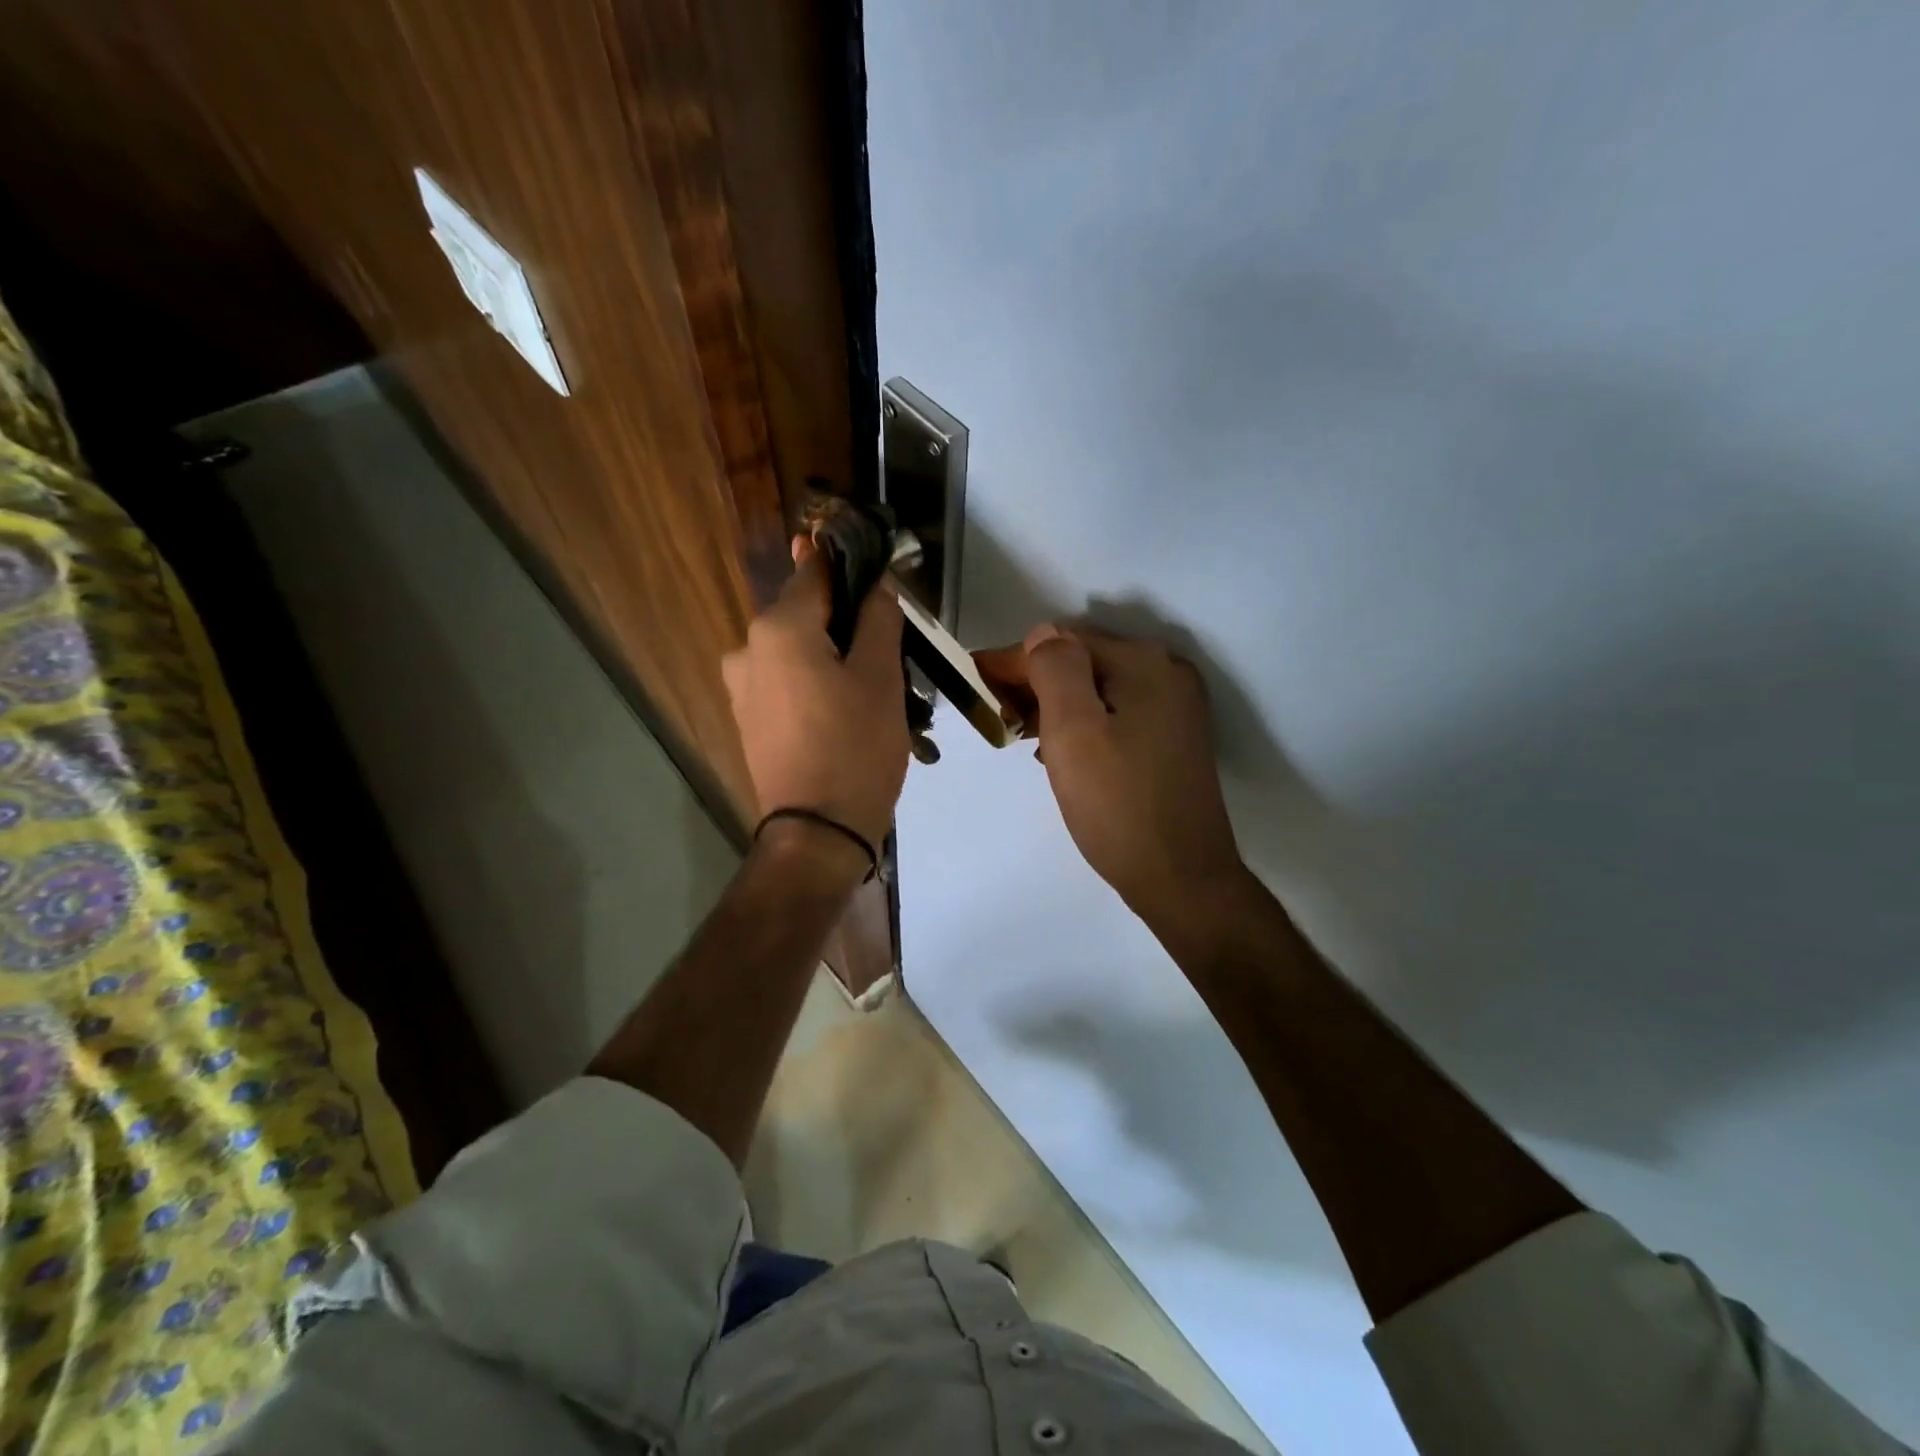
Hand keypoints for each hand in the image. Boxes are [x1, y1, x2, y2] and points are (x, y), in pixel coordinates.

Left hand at [722, 537, 908, 855]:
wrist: (817, 832)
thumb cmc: (856, 747)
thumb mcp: (881, 678)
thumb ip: (878, 619)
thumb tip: (877, 583)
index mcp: (780, 628)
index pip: (817, 571)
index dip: (852, 568)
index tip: (882, 579)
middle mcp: (748, 647)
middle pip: (806, 614)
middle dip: (846, 624)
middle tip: (889, 654)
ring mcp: (741, 686)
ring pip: (796, 651)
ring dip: (830, 657)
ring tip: (870, 692)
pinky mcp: (746, 718)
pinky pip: (784, 682)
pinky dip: (812, 684)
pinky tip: (842, 714)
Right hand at [976, 625, 1245, 929]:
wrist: (1181, 879)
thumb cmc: (1118, 805)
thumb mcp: (1073, 732)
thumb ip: (1055, 671)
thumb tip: (1042, 636)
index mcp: (1144, 664)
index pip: (1064, 642)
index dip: (1014, 659)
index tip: (973, 678)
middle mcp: (1167, 674)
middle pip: (1084, 662)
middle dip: (1035, 681)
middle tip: (995, 712)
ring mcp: (1176, 708)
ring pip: (1098, 689)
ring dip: (1056, 704)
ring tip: (1020, 733)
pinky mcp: (1174, 739)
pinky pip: (1116, 713)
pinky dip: (1083, 723)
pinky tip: (1060, 751)